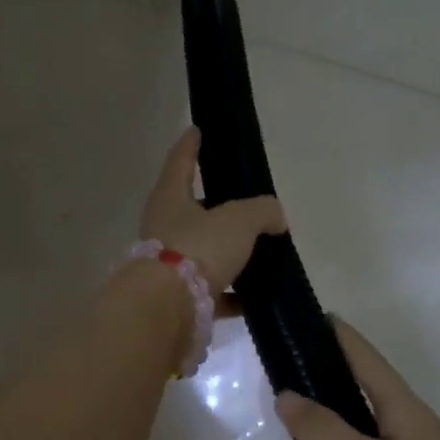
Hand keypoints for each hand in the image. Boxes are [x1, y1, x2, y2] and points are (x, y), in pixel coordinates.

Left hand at [140, 128, 285, 298]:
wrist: (166, 311)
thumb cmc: (198, 249)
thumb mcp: (239, 221)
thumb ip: (262, 212)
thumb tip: (275, 216)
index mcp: (170, 198)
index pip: (181, 162)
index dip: (191, 145)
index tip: (195, 129)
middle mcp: (163, 228)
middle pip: (192, 210)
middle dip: (215, 206)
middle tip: (243, 201)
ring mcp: (168, 266)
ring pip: (202, 252)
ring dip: (227, 252)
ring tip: (258, 250)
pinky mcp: (178, 300)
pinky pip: (211, 291)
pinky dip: (232, 293)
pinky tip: (255, 297)